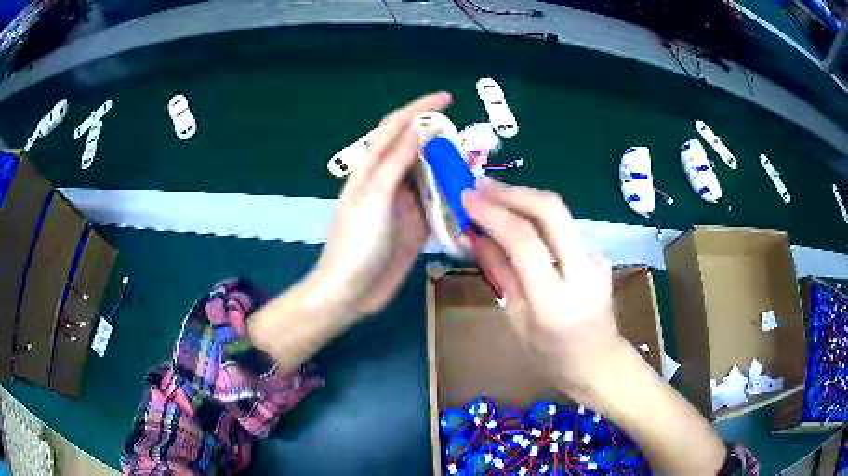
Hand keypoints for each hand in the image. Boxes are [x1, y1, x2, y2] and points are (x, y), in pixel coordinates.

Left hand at [309, 92, 452, 317]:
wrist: (351, 291)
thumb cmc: (356, 243)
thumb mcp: (374, 198)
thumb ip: (395, 163)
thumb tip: (417, 128)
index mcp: (372, 168)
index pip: (396, 127)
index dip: (419, 108)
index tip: (448, 98)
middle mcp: (390, 181)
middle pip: (418, 149)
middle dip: (443, 139)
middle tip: (473, 142)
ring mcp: (405, 203)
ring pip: (432, 176)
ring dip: (452, 168)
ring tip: (477, 166)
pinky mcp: (417, 225)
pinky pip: (439, 203)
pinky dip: (454, 196)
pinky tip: (471, 195)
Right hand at [461, 178, 631, 404]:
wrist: (599, 363)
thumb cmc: (551, 357)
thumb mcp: (517, 321)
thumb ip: (500, 273)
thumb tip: (475, 236)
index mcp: (554, 301)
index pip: (525, 241)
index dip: (493, 213)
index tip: (466, 197)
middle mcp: (582, 273)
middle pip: (551, 210)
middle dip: (512, 191)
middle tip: (480, 186)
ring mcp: (595, 260)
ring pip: (558, 213)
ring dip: (523, 199)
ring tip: (491, 196)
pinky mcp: (598, 255)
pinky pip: (562, 228)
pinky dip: (536, 218)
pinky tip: (518, 221)